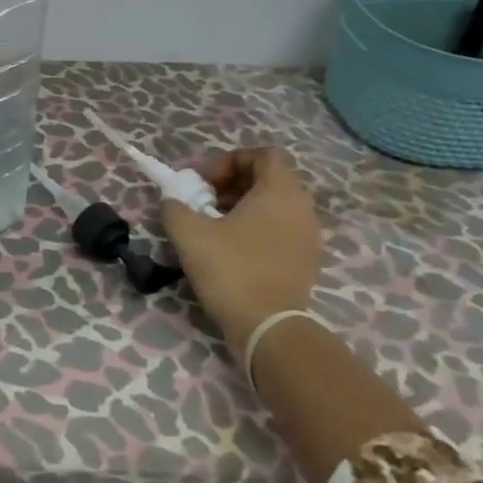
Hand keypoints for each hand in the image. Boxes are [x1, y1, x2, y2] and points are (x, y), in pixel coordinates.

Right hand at [162, 147, 321, 363]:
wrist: (268, 328)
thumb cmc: (231, 270)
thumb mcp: (189, 233)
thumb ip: (175, 206)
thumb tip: (174, 201)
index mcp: (280, 192)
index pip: (264, 154)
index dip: (229, 160)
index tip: (203, 182)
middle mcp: (301, 208)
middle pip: (268, 179)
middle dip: (231, 184)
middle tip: (202, 202)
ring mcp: (308, 237)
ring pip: (273, 206)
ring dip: (241, 207)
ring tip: (212, 227)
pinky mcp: (305, 261)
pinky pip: (280, 229)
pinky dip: (255, 229)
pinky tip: (229, 251)